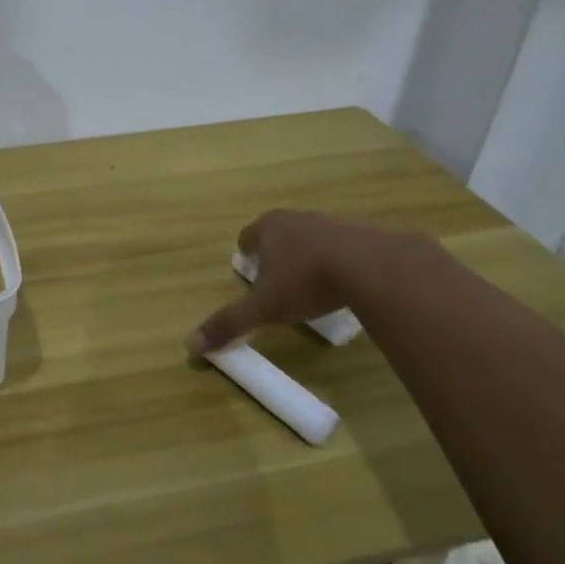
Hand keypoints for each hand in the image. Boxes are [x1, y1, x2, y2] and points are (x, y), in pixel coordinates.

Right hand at [187, 211, 388, 353]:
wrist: (374, 267)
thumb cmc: (308, 281)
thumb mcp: (264, 308)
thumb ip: (230, 323)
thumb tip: (190, 345)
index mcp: (268, 228)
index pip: (247, 236)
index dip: (247, 255)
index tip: (251, 274)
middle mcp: (297, 218)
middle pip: (279, 232)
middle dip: (277, 253)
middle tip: (280, 280)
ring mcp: (332, 222)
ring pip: (312, 237)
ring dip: (310, 255)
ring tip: (315, 283)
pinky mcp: (365, 233)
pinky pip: (345, 246)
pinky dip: (342, 260)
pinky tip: (348, 283)